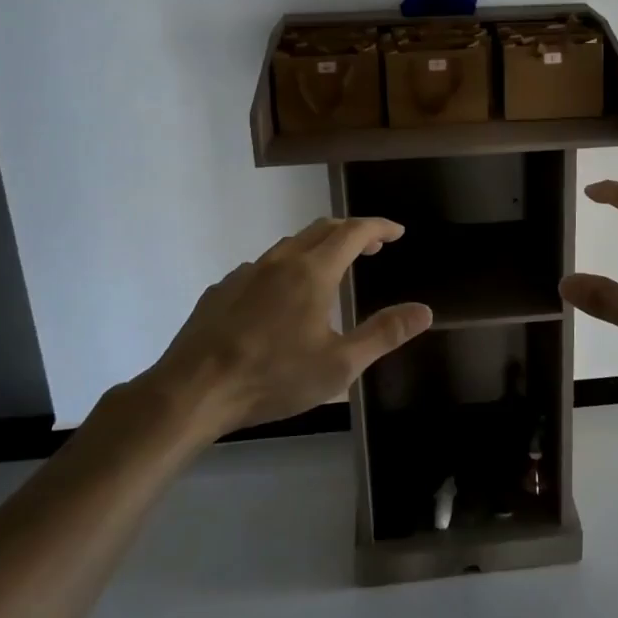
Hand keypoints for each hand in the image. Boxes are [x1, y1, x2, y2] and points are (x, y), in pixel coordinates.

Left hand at [130, 216, 433, 442]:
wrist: (192, 391)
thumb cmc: (273, 377)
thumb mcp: (340, 364)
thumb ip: (384, 333)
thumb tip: (424, 310)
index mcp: (313, 272)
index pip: (354, 232)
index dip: (379, 227)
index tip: (397, 232)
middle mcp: (280, 261)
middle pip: (322, 229)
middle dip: (352, 231)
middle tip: (372, 247)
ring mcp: (246, 273)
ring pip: (290, 244)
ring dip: (318, 246)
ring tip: (331, 268)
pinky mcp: (221, 290)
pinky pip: (262, 266)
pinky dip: (285, 267)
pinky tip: (281, 296)